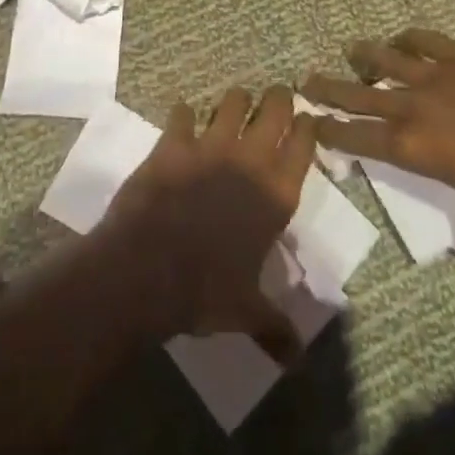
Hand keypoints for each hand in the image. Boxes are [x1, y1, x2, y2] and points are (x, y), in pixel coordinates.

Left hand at [102, 86, 317, 362]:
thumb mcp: (246, 312)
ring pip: (232, 101)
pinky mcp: (173, 143)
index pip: (304, 145)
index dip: (308, 127)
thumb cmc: (204, 291)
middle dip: (279, 98)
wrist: (146, 270)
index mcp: (276, 195)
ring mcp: (209, 146)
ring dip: (236, 100)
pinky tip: (183, 118)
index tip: (309, 119)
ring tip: (236, 102)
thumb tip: (298, 359)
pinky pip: (182, 114)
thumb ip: (275, 327)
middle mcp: (249, 161)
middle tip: (278, 96)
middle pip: (274, 109)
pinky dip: (184, 114)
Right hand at [300, 28, 454, 241]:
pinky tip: (403, 39)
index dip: (332, 131)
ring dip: (365, 56)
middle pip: (360, 94)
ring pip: (388, 60)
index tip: (312, 123)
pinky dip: (409, 39)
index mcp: (415, 147)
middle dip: (330, 88)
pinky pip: (427, 41)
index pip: (359, 138)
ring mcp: (438, 75)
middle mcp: (415, 106)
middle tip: (306, 79)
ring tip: (351, 50)